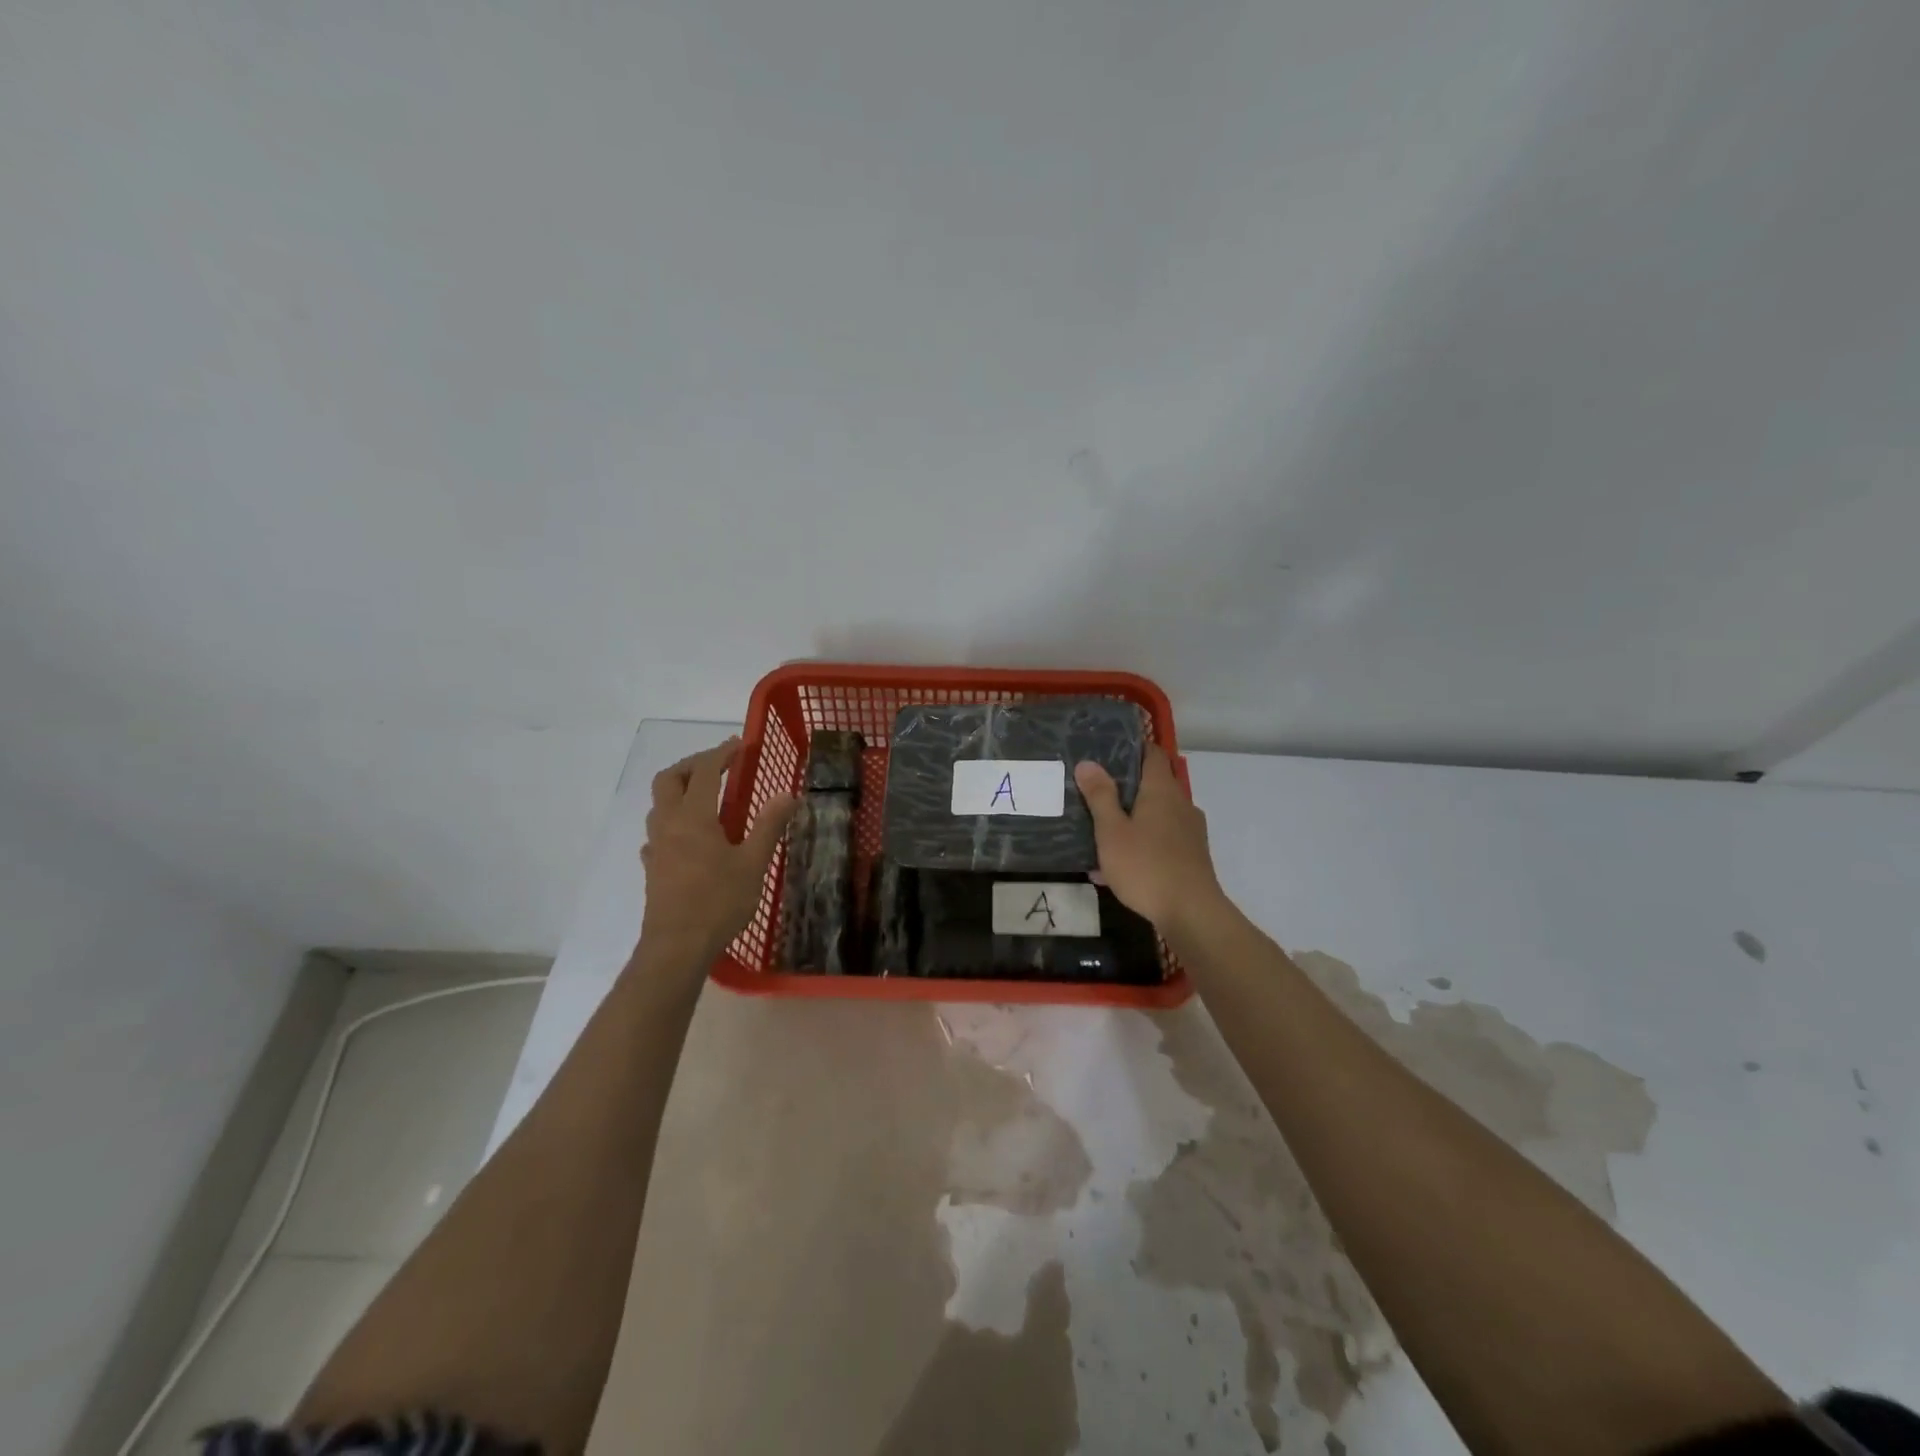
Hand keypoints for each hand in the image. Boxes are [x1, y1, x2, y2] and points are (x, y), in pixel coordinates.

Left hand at [640, 738, 795, 954]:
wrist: (676, 947)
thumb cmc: (718, 902)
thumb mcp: (753, 863)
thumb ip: (769, 825)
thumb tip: (787, 794)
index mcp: (694, 817)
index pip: (705, 772)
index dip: (722, 754)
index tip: (741, 745)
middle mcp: (668, 824)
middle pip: (669, 779)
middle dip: (693, 764)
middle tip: (719, 765)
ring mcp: (656, 846)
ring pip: (659, 803)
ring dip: (679, 789)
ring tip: (707, 797)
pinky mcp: (652, 867)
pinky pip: (657, 831)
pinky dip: (673, 820)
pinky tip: (689, 836)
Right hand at [1075, 746, 1227, 940]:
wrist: (1191, 913)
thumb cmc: (1146, 866)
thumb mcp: (1112, 831)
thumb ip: (1100, 796)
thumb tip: (1088, 763)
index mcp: (1162, 791)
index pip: (1152, 754)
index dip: (1133, 747)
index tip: (1108, 750)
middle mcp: (1181, 804)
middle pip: (1154, 784)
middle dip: (1126, 787)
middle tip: (1094, 792)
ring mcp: (1190, 831)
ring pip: (1157, 815)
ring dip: (1132, 819)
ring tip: (1101, 832)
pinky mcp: (1192, 856)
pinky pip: (1161, 839)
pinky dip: (1141, 843)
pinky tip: (1117, 867)